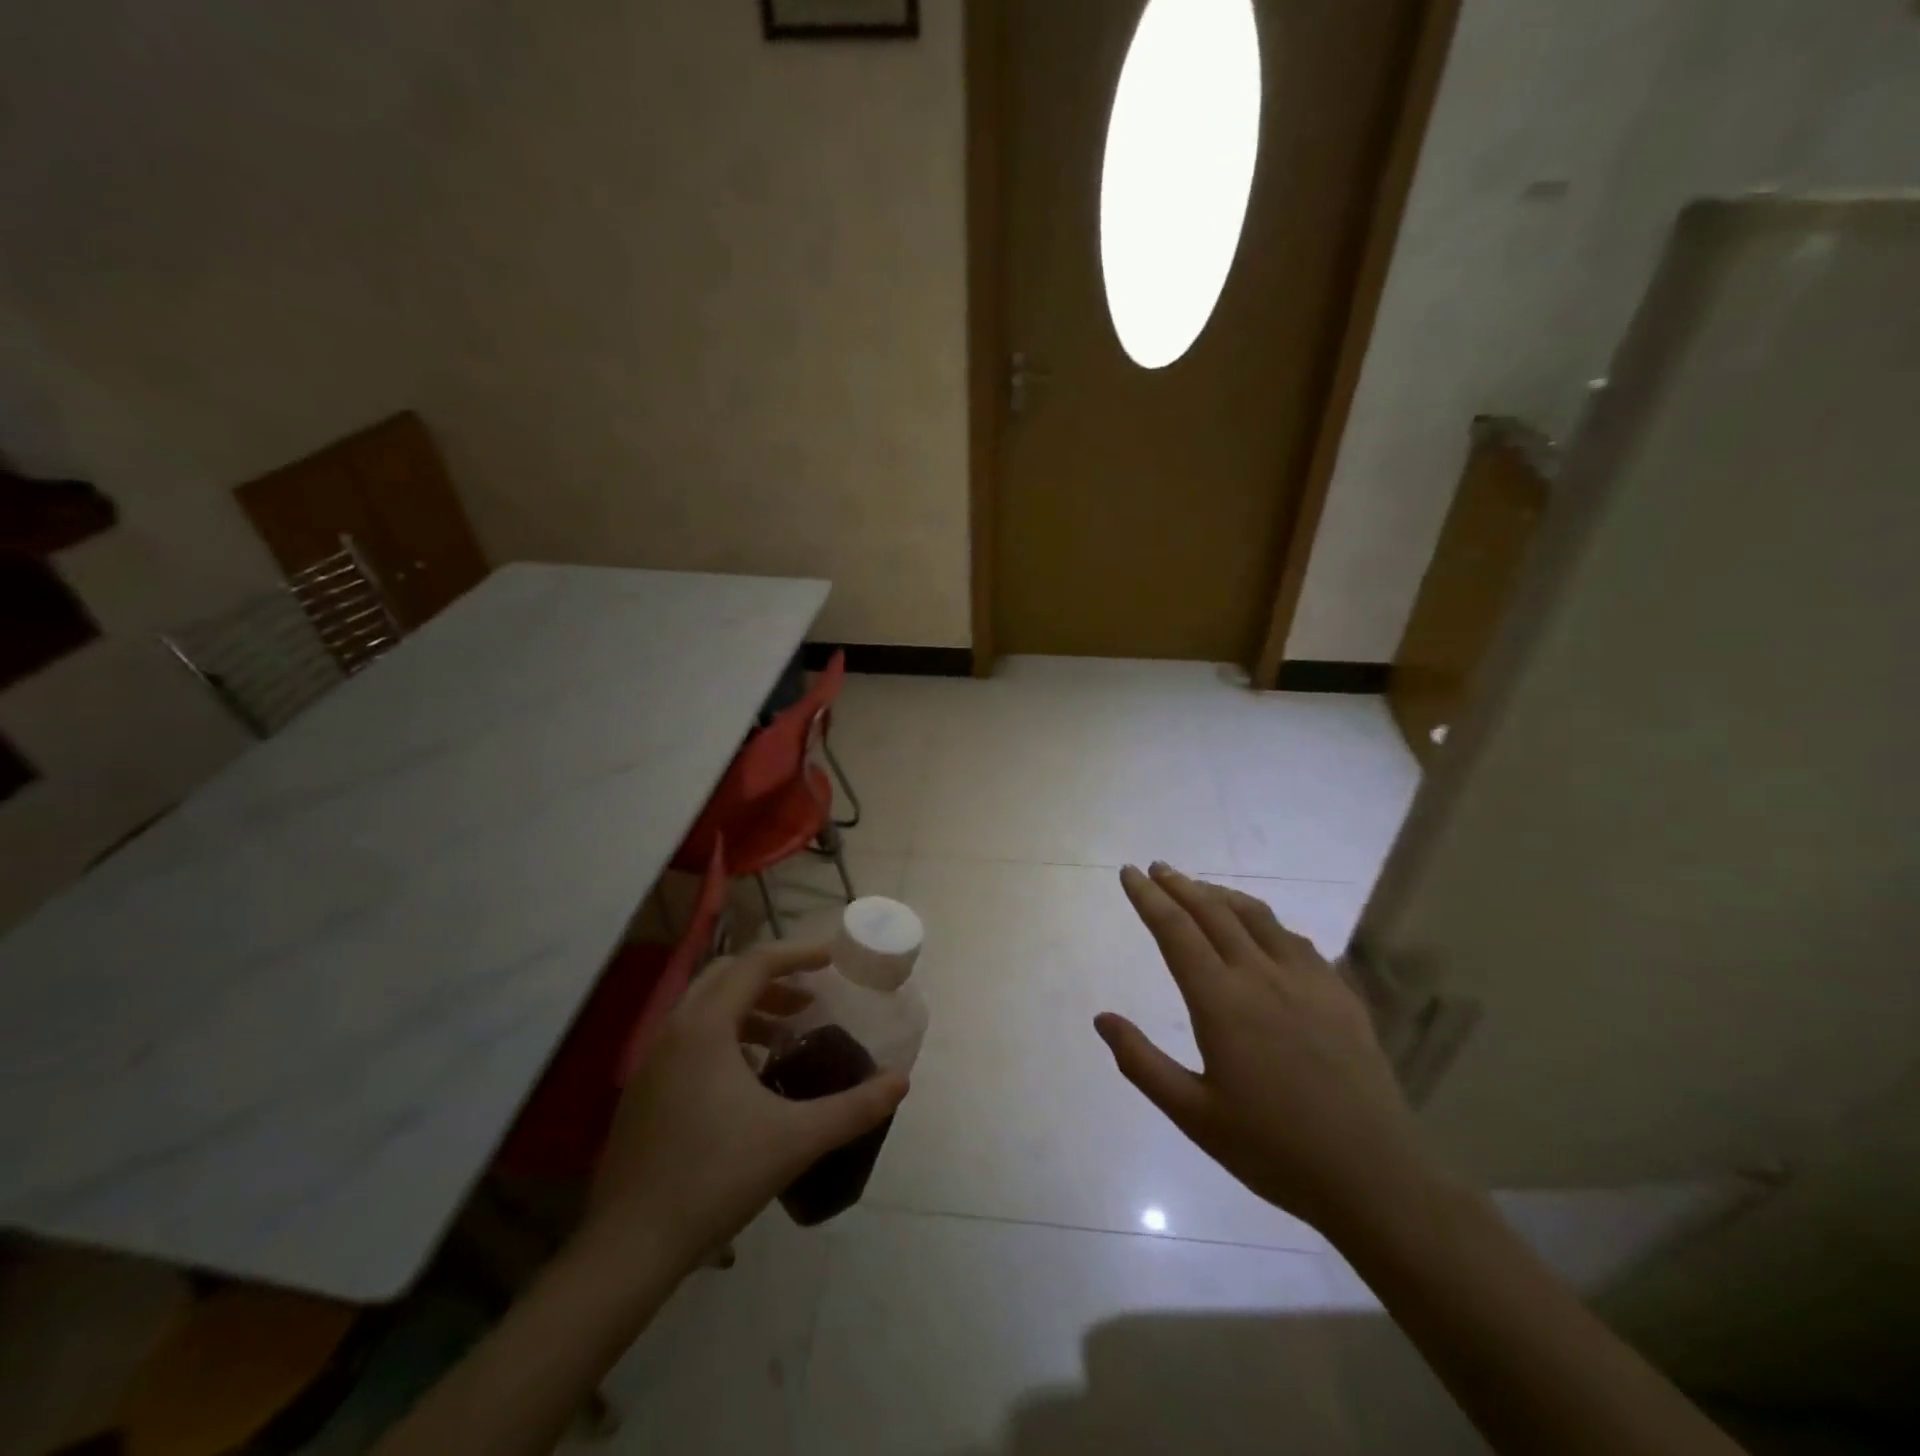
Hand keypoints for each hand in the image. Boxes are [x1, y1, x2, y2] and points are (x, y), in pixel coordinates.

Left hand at [578, 941, 908, 1279]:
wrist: (628, 1248)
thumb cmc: (715, 1178)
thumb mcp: (796, 1139)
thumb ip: (854, 1108)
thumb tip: (900, 1082)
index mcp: (705, 1027)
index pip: (755, 964)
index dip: (797, 954)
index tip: (831, 960)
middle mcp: (673, 1032)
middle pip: (726, 977)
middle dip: (772, 979)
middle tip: (809, 1000)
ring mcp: (651, 1063)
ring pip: (704, 1009)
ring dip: (748, 1009)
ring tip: (784, 1039)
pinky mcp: (643, 1093)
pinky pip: (689, 1040)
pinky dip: (725, 1038)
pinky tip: (749, 1081)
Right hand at [1096, 862, 1441, 1236]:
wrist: (1373, 1178)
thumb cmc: (1272, 1149)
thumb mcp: (1192, 1115)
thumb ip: (1142, 1062)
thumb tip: (1102, 1018)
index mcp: (1221, 1001)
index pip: (1175, 930)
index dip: (1148, 897)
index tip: (1130, 873)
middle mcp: (1261, 975)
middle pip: (1213, 911)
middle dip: (1180, 885)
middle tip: (1157, 868)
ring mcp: (1306, 979)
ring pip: (1256, 916)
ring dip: (1221, 895)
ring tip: (1199, 888)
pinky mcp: (1338, 993)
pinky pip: (1293, 939)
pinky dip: (1264, 921)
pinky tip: (1260, 930)